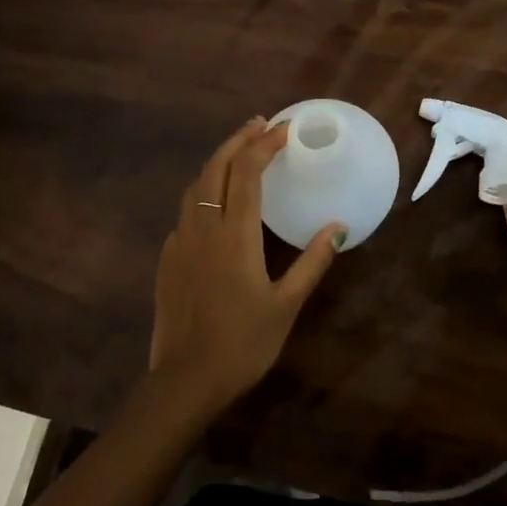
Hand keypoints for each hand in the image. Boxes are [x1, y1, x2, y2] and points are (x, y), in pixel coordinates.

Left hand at [150, 118, 343, 413]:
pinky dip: (205, 189)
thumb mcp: (286, 305)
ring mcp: (180, 240)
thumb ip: (312, 262)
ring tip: (241, 151)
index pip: (247, 172)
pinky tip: (217, 201)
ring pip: (196, 184)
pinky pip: (187, 210)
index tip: (284, 129)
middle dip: (238, 139)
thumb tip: (337, 227)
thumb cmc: (243, 344)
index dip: (265, 144)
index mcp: (234, 235)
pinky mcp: (168, 256)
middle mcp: (203, 227)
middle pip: (215, 166)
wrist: (185, 380)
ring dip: (219, 160)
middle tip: (261, 125)